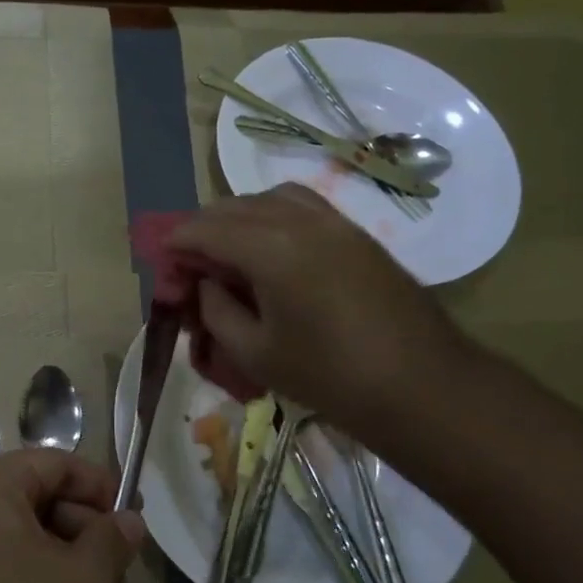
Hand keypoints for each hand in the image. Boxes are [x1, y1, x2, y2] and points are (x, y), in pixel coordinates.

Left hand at [0, 449, 144, 582]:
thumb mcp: (82, 581)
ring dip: (66, 557)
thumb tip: (129, 520)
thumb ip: (112, 542)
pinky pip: (8, 559)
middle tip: (118, 569)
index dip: (101, 487)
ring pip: (28, 532)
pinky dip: (39, 577)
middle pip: (43, 495)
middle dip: (86, 528)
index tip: (134, 521)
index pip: (59, 463)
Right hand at [166, 183, 476, 438]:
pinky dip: (273, 214)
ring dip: (238, 215)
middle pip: (234, 207)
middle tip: (188, 260)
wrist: (422, 385)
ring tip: (227, 248)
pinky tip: (270, 246)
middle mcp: (299, 221)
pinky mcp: (356, 233)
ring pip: (270, 198)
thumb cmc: (330, 376)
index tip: (159, 258)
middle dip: (203, 227)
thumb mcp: (255, 352)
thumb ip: (216, 311)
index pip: (206, 229)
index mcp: (270, 249)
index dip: (176, 241)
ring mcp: (334, 222)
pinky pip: (302, 206)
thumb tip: (206, 284)